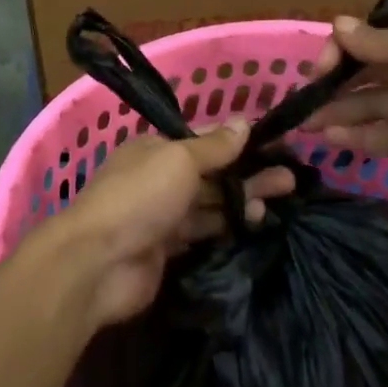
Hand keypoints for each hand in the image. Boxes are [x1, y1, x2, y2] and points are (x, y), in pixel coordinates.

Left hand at [35, 120, 295, 331]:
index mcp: (157, 149)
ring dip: (242, 200)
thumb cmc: (139, 197)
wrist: (97, 264)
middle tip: (290, 179)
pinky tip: (254, 225)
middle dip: (249, 173)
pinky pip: (203, 232)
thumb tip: (244, 122)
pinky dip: (227, 227)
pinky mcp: (167, 250)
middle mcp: (160, 178)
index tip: (275, 146)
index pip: (205, 140)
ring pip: (211, 203)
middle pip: (213, 173)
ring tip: (281, 200)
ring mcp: (162, 216)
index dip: (240, 143)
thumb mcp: (179, 161)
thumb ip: (214, 146)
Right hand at [307, 9, 387, 183]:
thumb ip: (380, 43)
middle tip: (300, 101)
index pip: (370, 39)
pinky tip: (331, 140)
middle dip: (334, 85)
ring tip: (304, 124)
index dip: (342, 50)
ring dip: (340, 113)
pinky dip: (360, 139)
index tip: (320, 68)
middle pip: (368, 75)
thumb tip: (336, 25)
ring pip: (372, 108)